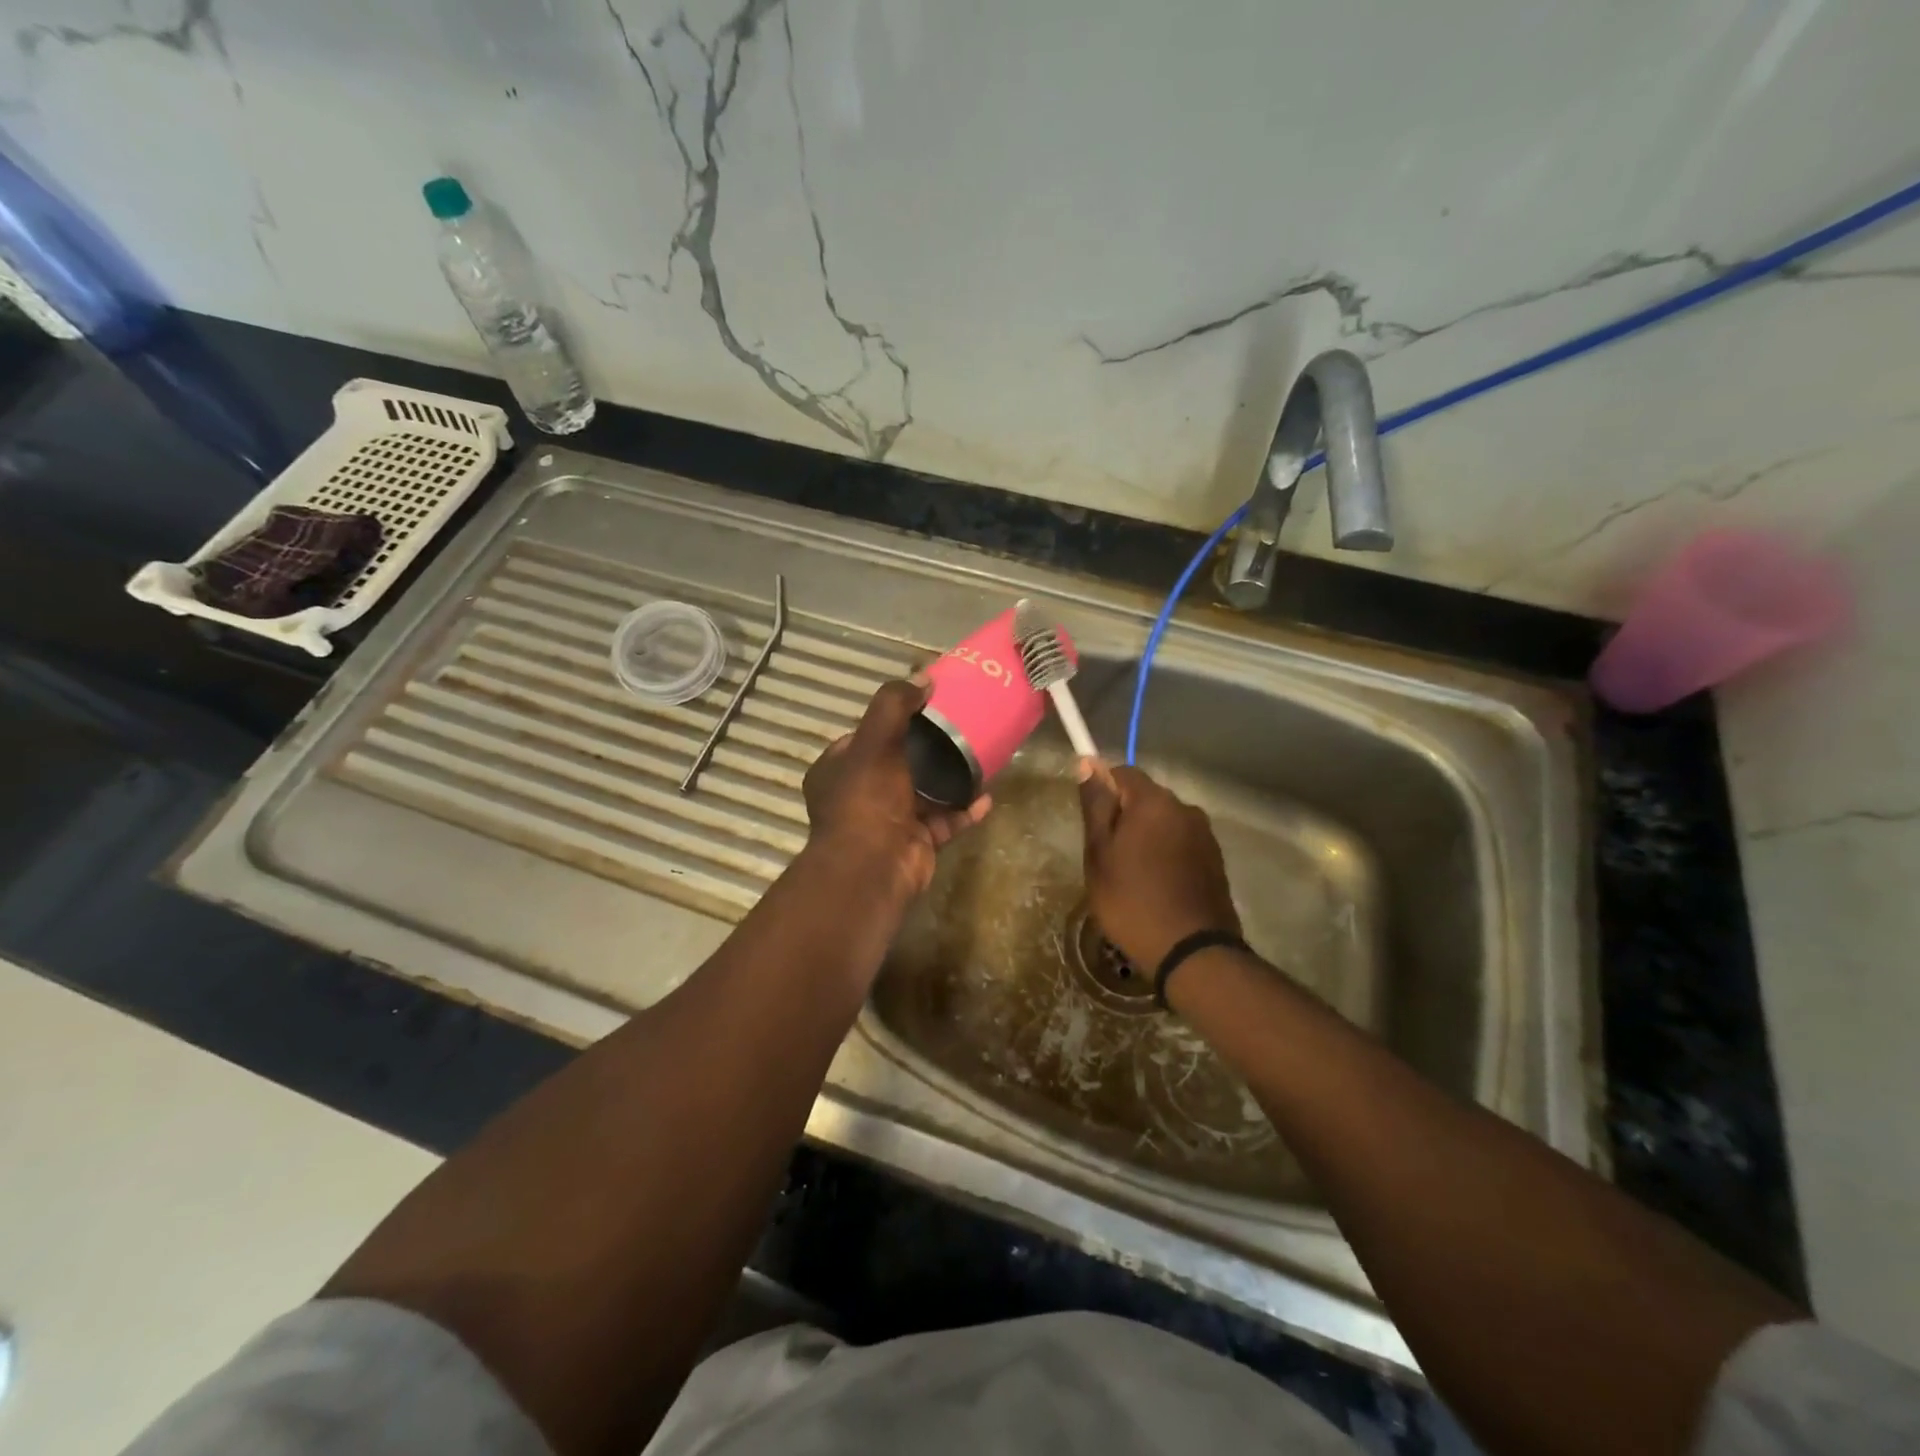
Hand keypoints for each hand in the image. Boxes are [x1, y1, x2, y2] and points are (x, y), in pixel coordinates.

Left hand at [803, 678, 990, 901]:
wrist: (874, 866)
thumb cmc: (866, 798)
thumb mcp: (875, 740)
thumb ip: (894, 705)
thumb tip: (922, 677)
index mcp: (838, 771)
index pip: (863, 738)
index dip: (890, 722)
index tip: (922, 707)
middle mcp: (859, 796)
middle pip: (897, 764)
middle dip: (926, 749)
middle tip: (957, 729)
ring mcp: (889, 821)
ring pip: (924, 793)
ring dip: (949, 779)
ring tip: (977, 758)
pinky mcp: (916, 842)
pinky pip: (944, 820)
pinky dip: (964, 809)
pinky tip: (987, 796)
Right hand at [1077, 761, 1239, 972]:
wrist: (1191, 951)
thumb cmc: (1131, 900)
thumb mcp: (1099, 854)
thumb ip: (1096, 806)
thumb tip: (1089, 763)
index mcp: (1154, 801)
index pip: (1122, 773)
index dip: (1103, 791)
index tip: (1093, 824)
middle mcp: (1185, 809)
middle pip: (1146, 798)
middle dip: (1125, 817)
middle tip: (1107, 856)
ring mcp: (1205, 835)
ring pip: (1164, 823)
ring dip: (1147, 837)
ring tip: (1132, 876)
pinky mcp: (1216, 861)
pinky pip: (1181, 844)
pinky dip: (1166, 855)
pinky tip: (1156, 886)